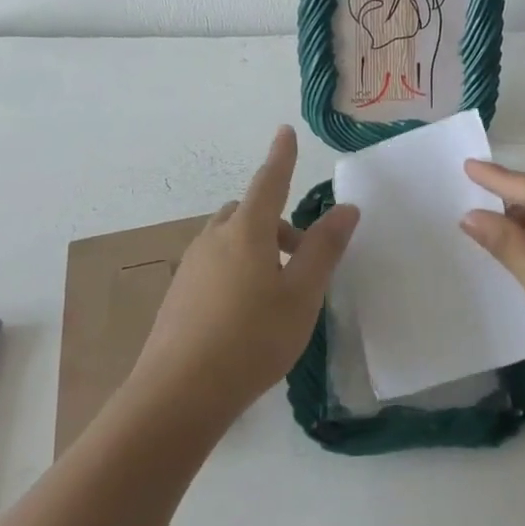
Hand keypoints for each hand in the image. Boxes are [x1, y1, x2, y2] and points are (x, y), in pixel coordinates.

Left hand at [133, 125, 358, 426]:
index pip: (269, 181)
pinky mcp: (178, 295)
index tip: (285, 132)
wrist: (179, 393)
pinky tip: (246, 314)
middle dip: (275, 222)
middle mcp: (213, 239)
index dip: (281, 157)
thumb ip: (324, 249)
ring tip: (277, 292)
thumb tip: (346, 208)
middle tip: (301, 258)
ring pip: (228, 240)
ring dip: (256, 249)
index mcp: (246, 231)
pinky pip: (213, 266)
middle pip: (247, 213)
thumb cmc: (253, 338)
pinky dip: (235, 270)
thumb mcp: (302, 295)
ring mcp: (191, 267)